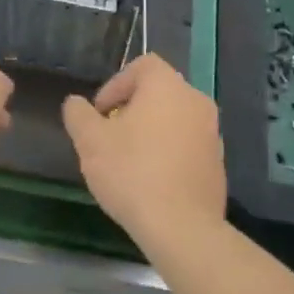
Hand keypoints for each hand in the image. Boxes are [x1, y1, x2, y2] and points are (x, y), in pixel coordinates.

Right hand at [62, 55, 225, 254]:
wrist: (181, 227)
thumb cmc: (132, 172)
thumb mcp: (90, 141)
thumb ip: (78, 114)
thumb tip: (75, 104)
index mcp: (167, 86)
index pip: (142, 65)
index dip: (116, 84)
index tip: (101, 113)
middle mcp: (196, 100)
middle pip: (159, 92)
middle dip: (132, 110)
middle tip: (111, 137)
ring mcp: (212, 132)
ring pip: (175, 119)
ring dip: (152, 132)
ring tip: (129, 161)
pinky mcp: (218, 163)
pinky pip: (188, 145)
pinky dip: (169, 153)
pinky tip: (152, 181)